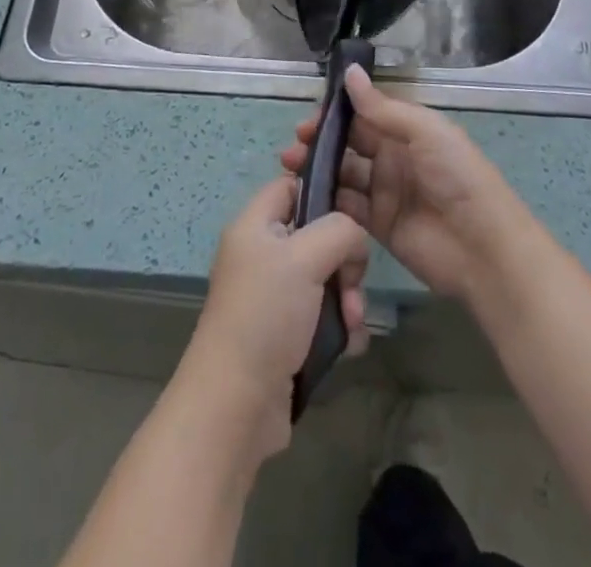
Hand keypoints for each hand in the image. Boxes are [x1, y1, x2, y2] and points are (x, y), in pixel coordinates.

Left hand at [171, 175, 370, 462]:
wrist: (236, 405)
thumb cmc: (266, 315)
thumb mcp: (304, 257)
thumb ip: (339, 230)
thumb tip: (354, 237)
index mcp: (254, 226)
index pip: (290, 185)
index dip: (321, 190)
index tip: (354, 211)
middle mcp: (262, 255)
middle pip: (317, 235)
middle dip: (344, 260)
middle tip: (352, 285)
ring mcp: (274, 297)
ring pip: (326, 278)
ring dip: (348, 299)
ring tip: (351, 324)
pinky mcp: (286, 335)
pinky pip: (324, 316)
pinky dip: (340, 328)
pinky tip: (348, 347)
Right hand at [280, 65, 533, 306]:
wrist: (484, 249)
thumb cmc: (458, 178)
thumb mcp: (424, 132)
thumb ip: (382, 107)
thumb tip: (349, 72)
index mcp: (407, 131)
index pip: (365, 115)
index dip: (337, 114)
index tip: (309, 117)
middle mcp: (394, 158)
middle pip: (350, 144)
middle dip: (321, 141)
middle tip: (293, 144)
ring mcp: (385, 193)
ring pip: (344, 174)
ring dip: (318, 168)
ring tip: (291, 168)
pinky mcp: (378, 226)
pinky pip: (347, 208)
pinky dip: (327, 200)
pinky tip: (305, 195)